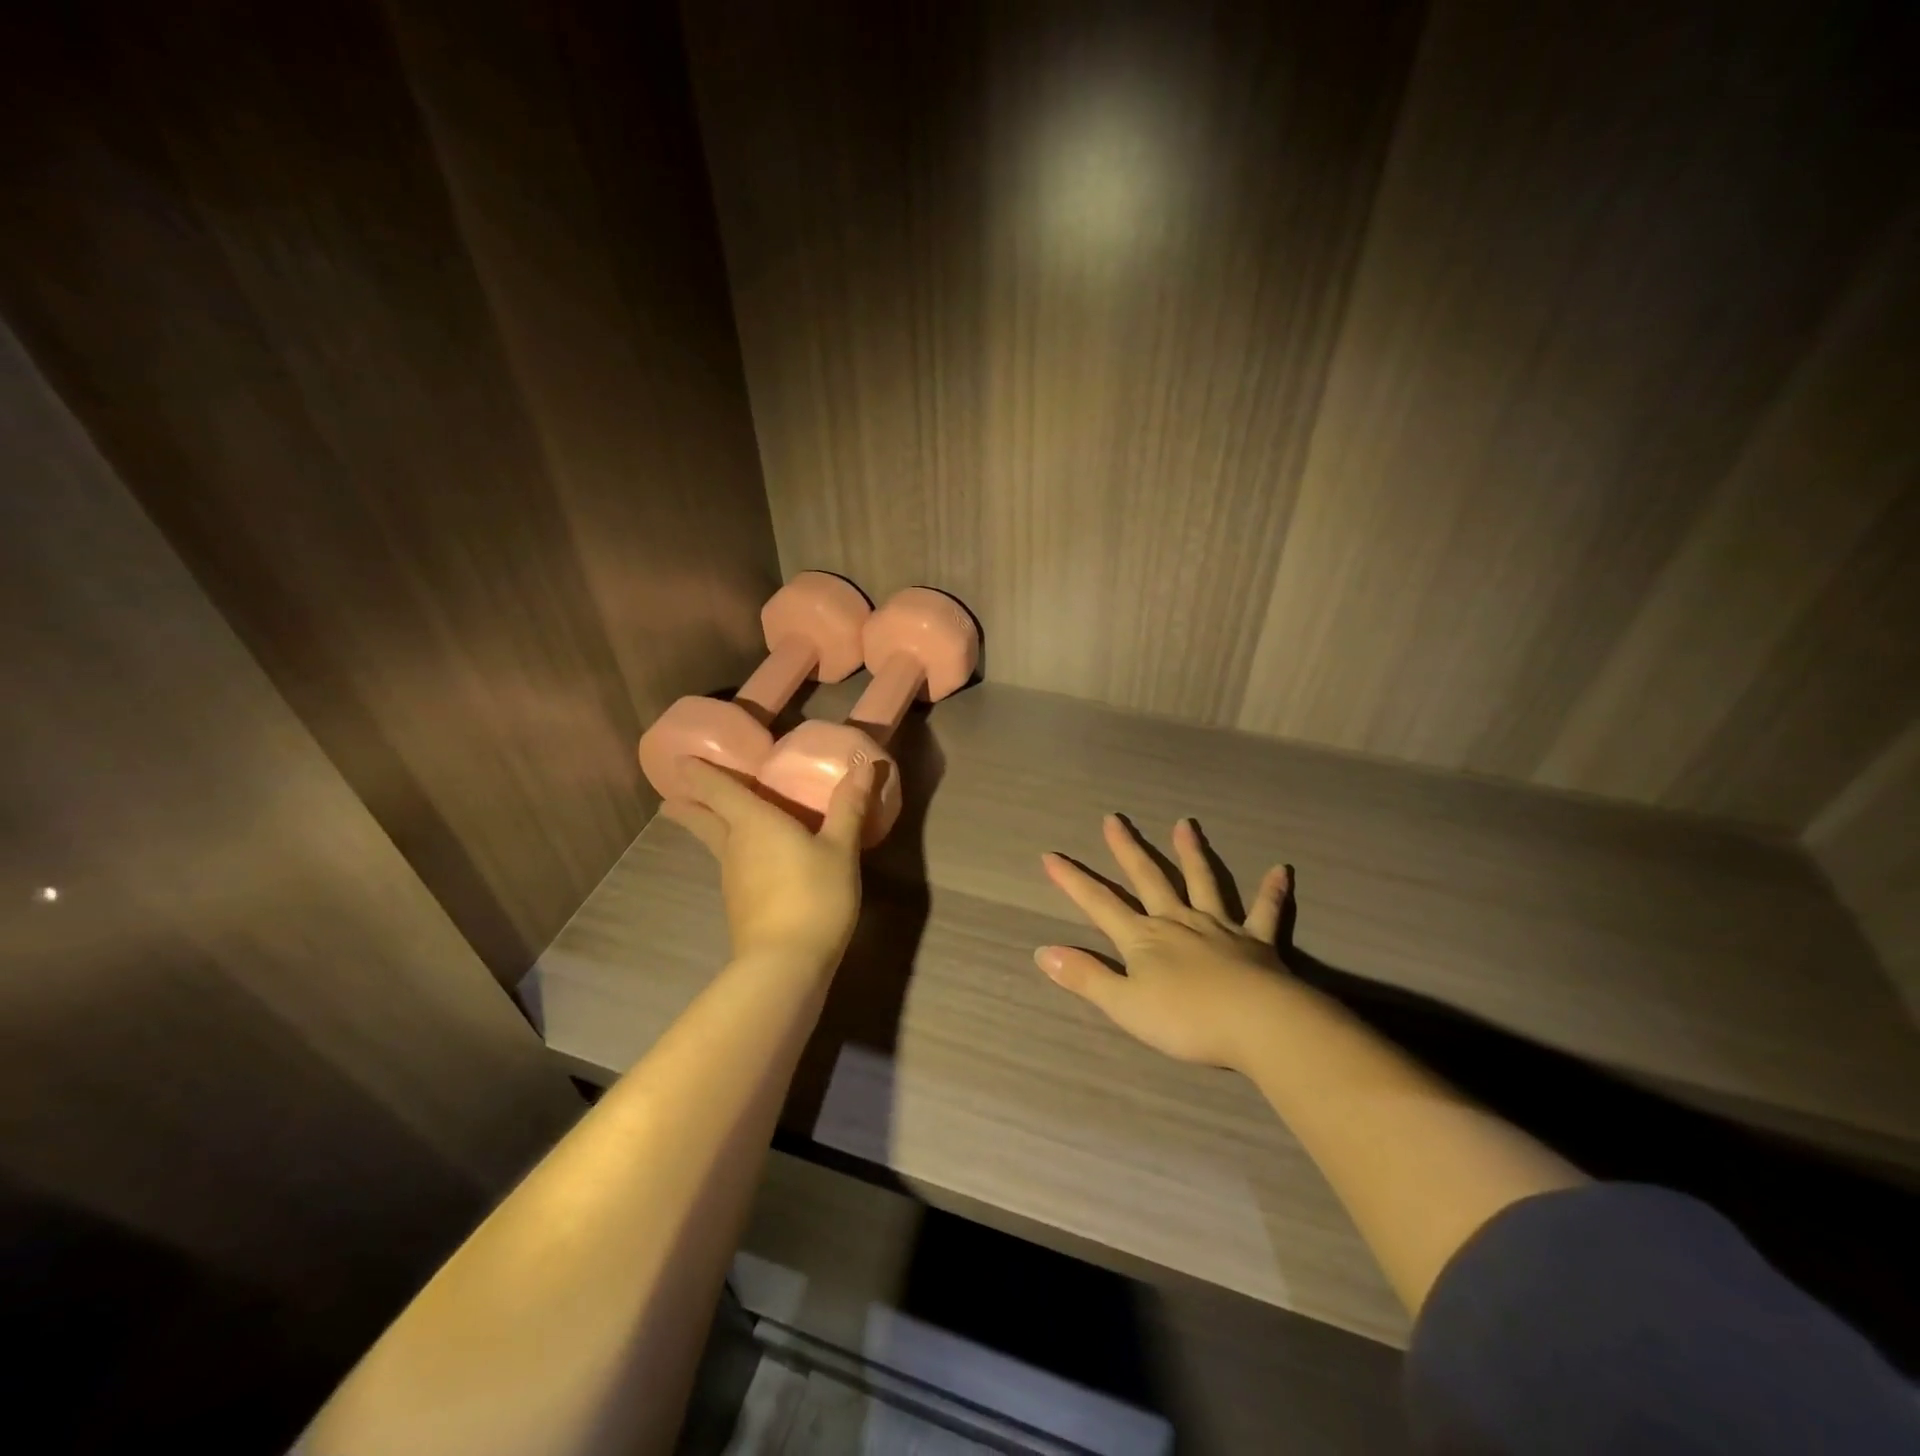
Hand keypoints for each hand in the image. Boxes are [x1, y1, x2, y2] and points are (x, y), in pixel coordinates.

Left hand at [662, 756, 874, 971]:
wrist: (785, 964)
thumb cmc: (813, 895)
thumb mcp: (841, 849)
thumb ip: (849, 807)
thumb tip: (864, 763)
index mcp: (753, 822)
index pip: (717, 789)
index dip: (698, 773)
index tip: (679, 761)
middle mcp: (735, 846)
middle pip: (704, 820)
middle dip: (688, 806)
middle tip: (672, 797)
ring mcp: (733, 879)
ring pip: (717, 844)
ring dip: (710, 829)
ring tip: (715, 819)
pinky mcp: (740, 905)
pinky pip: (733, 866)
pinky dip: (734, 853)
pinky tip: (751, 860)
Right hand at [1035, 815, 1293, 1069]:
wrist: (1258, 1024)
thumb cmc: (1186, 1020)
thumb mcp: (1124, 1005)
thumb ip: (1085, 977)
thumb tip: (1042, 952)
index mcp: (1144, 938)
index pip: (1100, 904)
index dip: (1073, 881)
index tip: (1051, 855)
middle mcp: (1178, 921)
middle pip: (1148, 879)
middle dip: (1127, 849)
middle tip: (1114, 819)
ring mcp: (1219, 927)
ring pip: (1202, 882)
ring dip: (1192, 853)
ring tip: (1185, 824)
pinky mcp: (1258, 941)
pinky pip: (1265, 911)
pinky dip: (1272, 891)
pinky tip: (1281, 870)